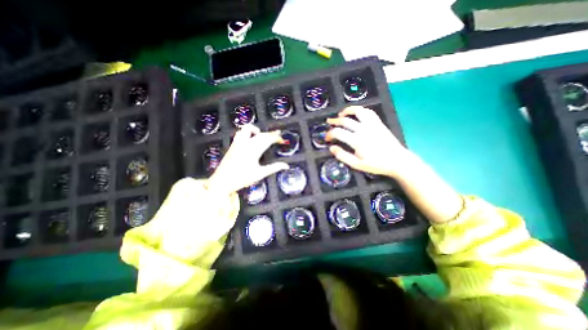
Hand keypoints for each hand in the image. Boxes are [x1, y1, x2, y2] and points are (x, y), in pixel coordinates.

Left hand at [207, 124, 288, 194]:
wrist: (222, 181)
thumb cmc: (242, 178)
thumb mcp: (260, 174)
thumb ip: (274, 168)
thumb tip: (286, 166)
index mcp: (254, 150)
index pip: (268, 139)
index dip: (276, 138)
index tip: (282, 139)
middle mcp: (246, 143)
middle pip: (261, 134)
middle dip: (270, 134)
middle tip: (277, 136)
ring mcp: (238, 143)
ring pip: (248, 129)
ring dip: (257, 130)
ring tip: (262, 135)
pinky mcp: (233, 145)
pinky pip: (241, 133)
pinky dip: (248, 132)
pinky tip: (250, 139)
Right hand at [326, 106, 412, 178]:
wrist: (397, 161)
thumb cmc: (376, 164)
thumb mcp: (357, 165)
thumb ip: (343, 156)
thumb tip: (331, 148)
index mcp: (357, 141)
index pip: (338, 133)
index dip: (329, 134)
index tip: (326, 138)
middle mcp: (363, 130)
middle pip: (345, 120)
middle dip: (334, 121)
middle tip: (329, 122)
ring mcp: (372, 125)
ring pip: (358, 111)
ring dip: (347, 111)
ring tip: (341, 114)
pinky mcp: (379, 123)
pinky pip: (369, 112)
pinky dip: (360, 110)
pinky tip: (356, 113)